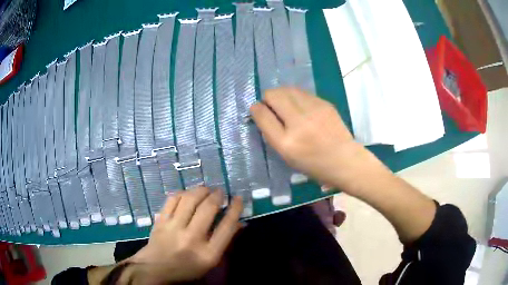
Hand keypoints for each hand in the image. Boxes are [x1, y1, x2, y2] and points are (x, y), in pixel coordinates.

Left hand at [129, 187, 242, 283]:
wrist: (155, 268)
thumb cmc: (187, 267)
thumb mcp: (210, 261)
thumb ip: (225, 242)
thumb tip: (240, 223)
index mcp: (208, 254)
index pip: (226, 227)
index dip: (235, 209)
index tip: (238, 198)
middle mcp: (191, 239)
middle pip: (208, 209)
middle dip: (217, 195)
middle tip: (220, 192)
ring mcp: (173, 228)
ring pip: (189, 200)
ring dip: (201, 190)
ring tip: (206, 189)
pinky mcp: (161, 221)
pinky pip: (173, 199)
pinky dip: (183, 193)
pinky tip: (188, 194)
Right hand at [250, 87, 368, 190]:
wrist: (344, 160)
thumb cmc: (313, 164)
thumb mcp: (287, 156)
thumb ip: (272, 133)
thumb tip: (262, 112)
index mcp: (286, 142)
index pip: (262, 114)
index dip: (256, 109)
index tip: (258, 110)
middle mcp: (298, 123)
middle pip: (273, 94)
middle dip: (268, 98)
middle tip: (273, 107)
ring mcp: (314, 110)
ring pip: (287, 89)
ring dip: (282, 95)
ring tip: (287, 105)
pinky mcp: (324, 103)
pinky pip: (302, 93)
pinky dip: (296, 97)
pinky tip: (302, 107)